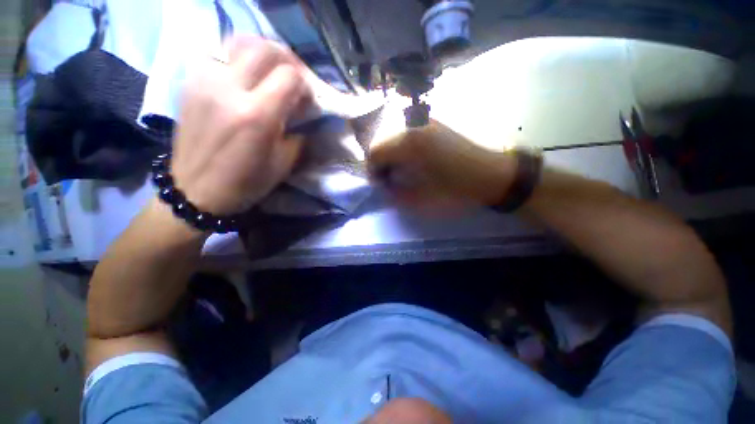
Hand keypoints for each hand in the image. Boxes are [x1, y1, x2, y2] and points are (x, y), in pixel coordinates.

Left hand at [170, 38, 311, 214]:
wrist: (195, 190)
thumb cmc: (246, 183)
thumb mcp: (283, 164)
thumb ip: (298, 134)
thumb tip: (303, 113)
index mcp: (257, 116)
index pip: (289, 76)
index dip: (305, 84)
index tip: (307, 99)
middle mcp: (229, 90)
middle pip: (265, 49)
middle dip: (288, 60)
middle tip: (294, 77)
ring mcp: (205, 82)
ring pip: (240, 43)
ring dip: (263, 53)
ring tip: (271, 71)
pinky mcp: (191, 83)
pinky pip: (219, 54)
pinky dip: (239, 59)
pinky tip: (246, 77)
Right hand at [367, 119, 515, 208]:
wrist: (490, 174)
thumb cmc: (456, 189)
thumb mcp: (422, 198)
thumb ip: (395, 193)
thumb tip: (383, 187)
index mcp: (409, 143)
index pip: (375, 151)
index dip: (372, 170)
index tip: (380, 184)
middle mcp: (413, 125)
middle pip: (381, 140)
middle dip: (379, 161)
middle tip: (389, 178)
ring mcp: (424, 121)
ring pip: (392, 134)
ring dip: (390, 153)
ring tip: (400, 170)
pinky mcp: (433, 123)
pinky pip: (406, 131)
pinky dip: (401, 146)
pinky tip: (411, 159)